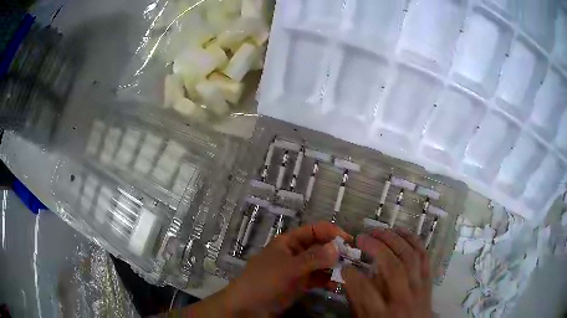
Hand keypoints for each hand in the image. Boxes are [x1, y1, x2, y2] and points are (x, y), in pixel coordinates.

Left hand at [184, 222, 350, 316]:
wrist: (248, 306)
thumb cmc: (265, 281)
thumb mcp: (289, 268)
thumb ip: (314, 258)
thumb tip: (338, 247)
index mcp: (289, 242)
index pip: (315, 230)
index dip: (332, 232)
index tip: (349, 242)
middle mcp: (295, 253)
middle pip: (320, 247)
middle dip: (336, 252)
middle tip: (353, 260)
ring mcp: (298, 269)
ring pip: (321, 264)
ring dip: (334, 268)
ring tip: (347, 275)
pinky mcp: (300, 284)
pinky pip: (317, 279)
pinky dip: (327, 281)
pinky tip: (336, 286)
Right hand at [342, 228, 431, 317]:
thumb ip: (357, 300)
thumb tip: (350, 274)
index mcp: (382, 313)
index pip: (365, 290)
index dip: (351, 274)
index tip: (343, 265)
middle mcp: (402, 298)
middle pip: (393, 268)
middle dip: (376, 248)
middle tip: (362, 238)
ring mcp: (419, 287)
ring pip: (410, 257)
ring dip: (394, 239)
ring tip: (379, 231)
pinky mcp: (428, 279)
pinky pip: (424, 255)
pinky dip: (413, 240)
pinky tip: (400, 231)